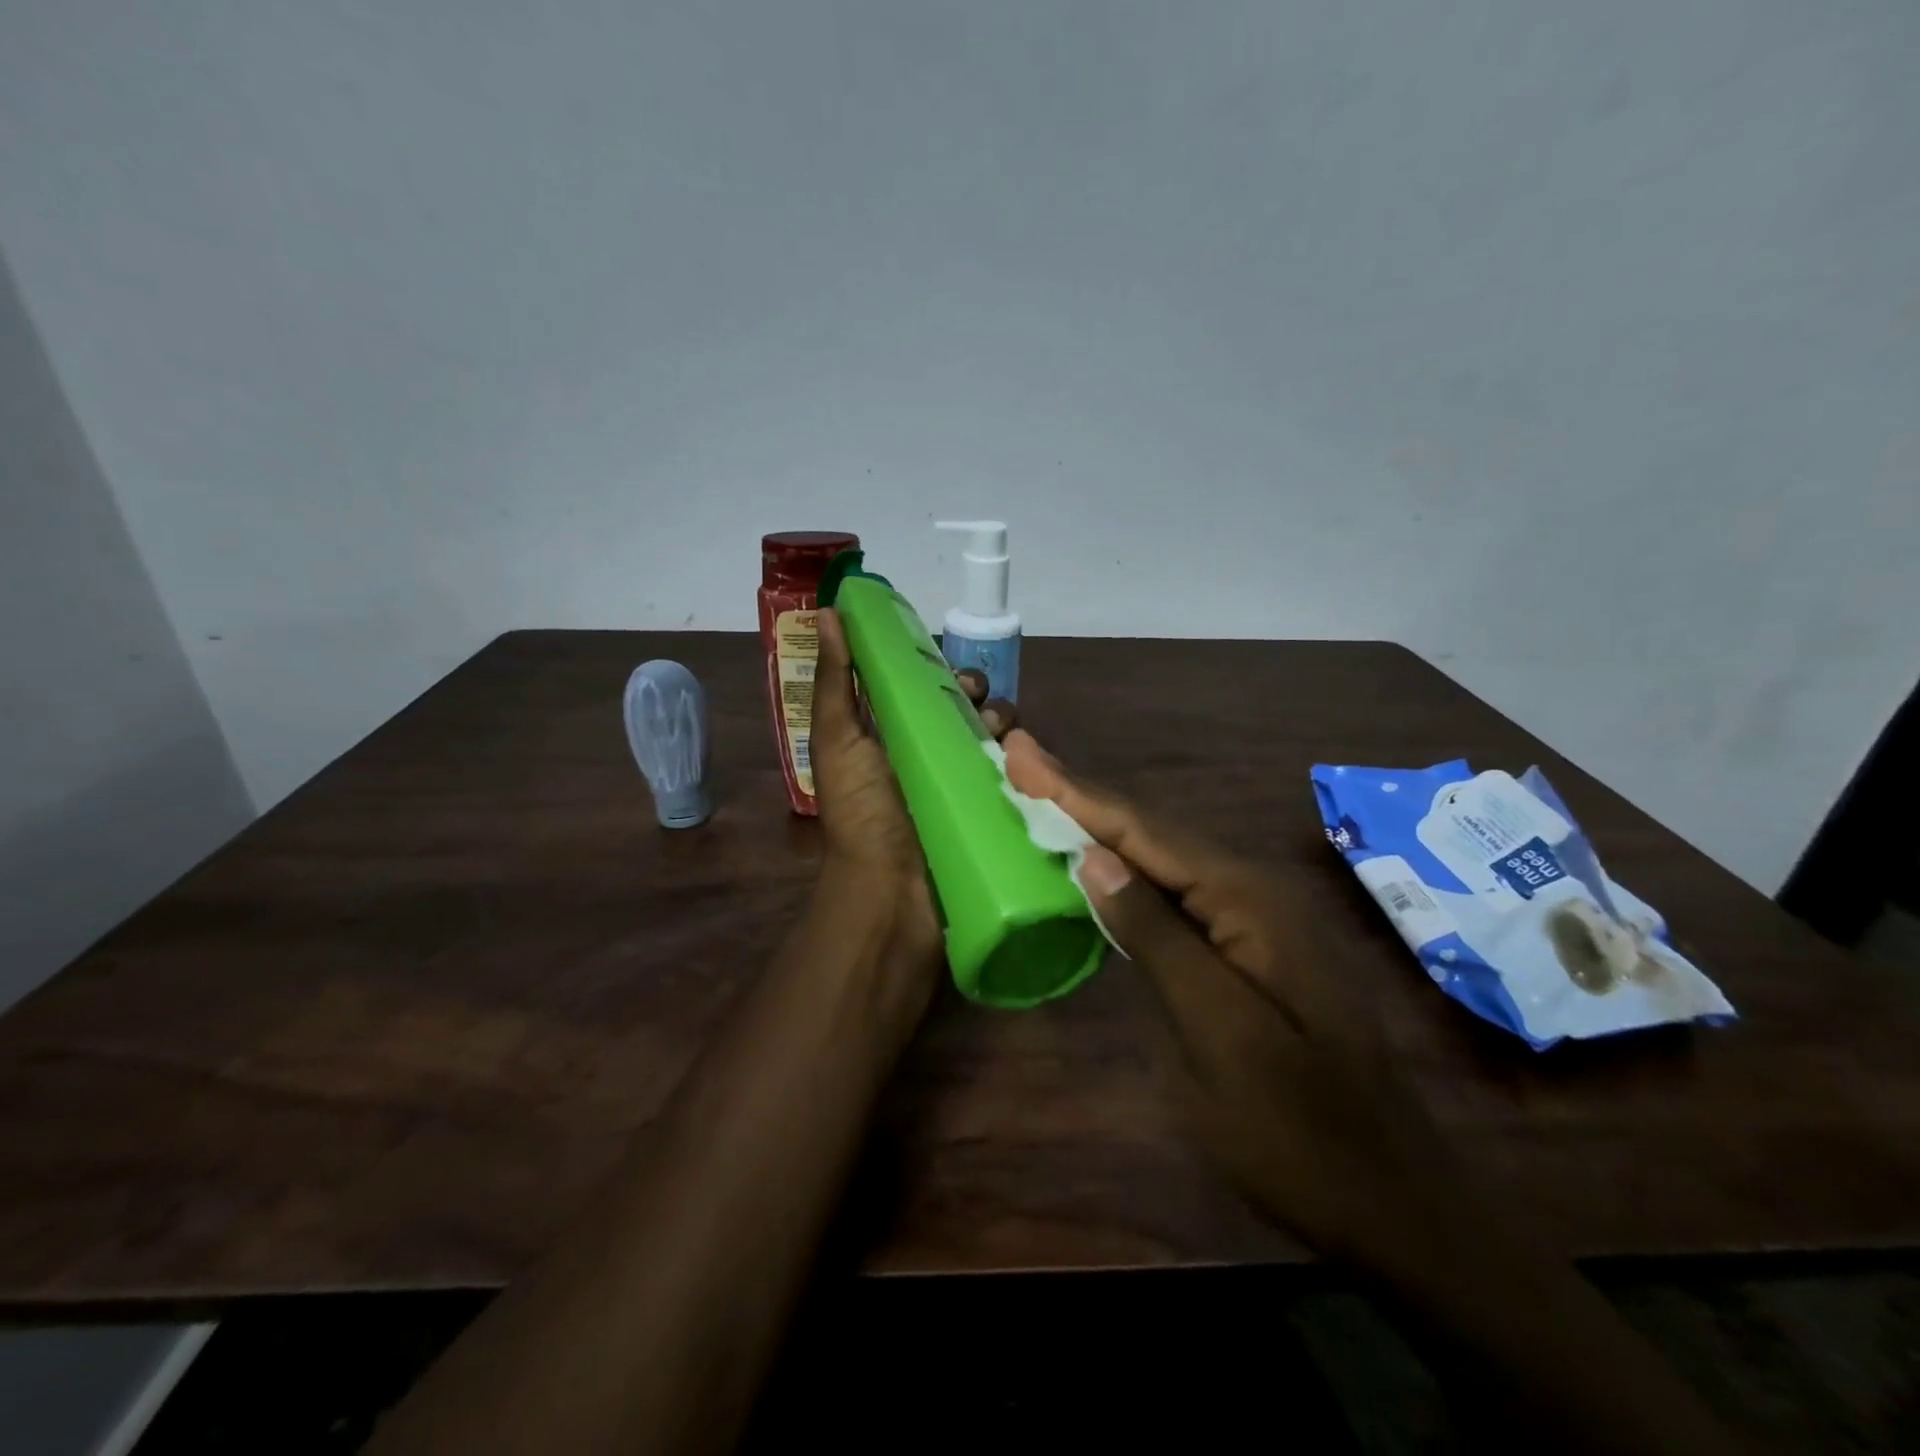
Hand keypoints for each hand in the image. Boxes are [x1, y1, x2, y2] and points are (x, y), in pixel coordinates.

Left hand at [809, 610, 1014, 978]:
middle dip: (978, 697)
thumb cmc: (862, 815)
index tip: (950, 670)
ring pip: (996, 740)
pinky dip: (1025, 764)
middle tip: (979, 704)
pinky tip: (1028, 762)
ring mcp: (963, 788)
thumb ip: (835, 679)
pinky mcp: (993, 814)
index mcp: (890, 738)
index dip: (937, 671)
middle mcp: (929, 758)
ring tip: (1002, 738)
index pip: (920, 690)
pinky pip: (1017, 777)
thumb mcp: (838, 741)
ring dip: (1005, 728)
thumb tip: (828, 611)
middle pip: (965, 711)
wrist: (892, 898)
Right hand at [1002, 730, 1474, 1270]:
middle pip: (1153, 831)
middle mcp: (1256, 889)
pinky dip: (1129, 869)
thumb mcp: (1217, 1034)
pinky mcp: (1249, 946)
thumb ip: (1157, 937)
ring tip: (1046, 793)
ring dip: (1102, 825)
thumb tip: (1095, 858)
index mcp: (1249, 899)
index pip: (1145, 831)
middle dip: (1083, 795)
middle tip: (1023, 761)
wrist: (1390, 1202)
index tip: (1021, 754)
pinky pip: (1178, 892)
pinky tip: (1101, 860)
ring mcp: (1258, 917)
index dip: (1075, 792)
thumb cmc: (1297, 1128)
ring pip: (1165, 858)